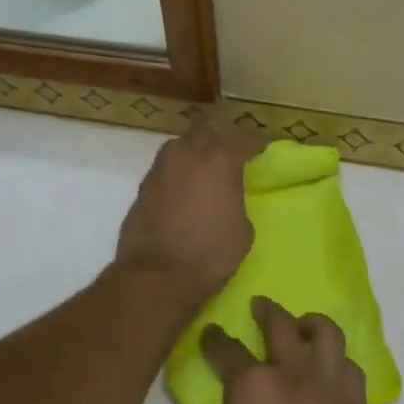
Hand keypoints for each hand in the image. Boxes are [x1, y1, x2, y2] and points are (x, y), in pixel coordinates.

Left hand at [115, 117, 263, 298]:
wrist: (157, 275)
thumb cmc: (210, 253)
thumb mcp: (243, 230)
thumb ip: (237, 201)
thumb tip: (228, 198)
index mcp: (220, 159)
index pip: (242, 137)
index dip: (254, 143)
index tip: (260, 150)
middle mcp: (188, 153)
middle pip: (206, 129)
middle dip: (219, 135)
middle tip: (229, 151)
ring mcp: (161, 167)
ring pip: (180, 144)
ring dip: (194, 149)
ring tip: (203, 168)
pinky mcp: (143, 186)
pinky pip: (164, 167)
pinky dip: (176, 172)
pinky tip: (181, 188)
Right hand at [200, 296, 371, 403]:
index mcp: (252, 385)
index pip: (226, 349)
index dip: (214, 339)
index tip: (210, 333)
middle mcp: (293, 374)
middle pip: (280, 324)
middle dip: (266, 310)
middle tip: (260, 306)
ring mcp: (329, 388)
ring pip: (326, 334)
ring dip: (310, 324)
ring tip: (303, 328)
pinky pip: (351, 367)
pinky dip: (337, 361)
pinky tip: (328, 370)